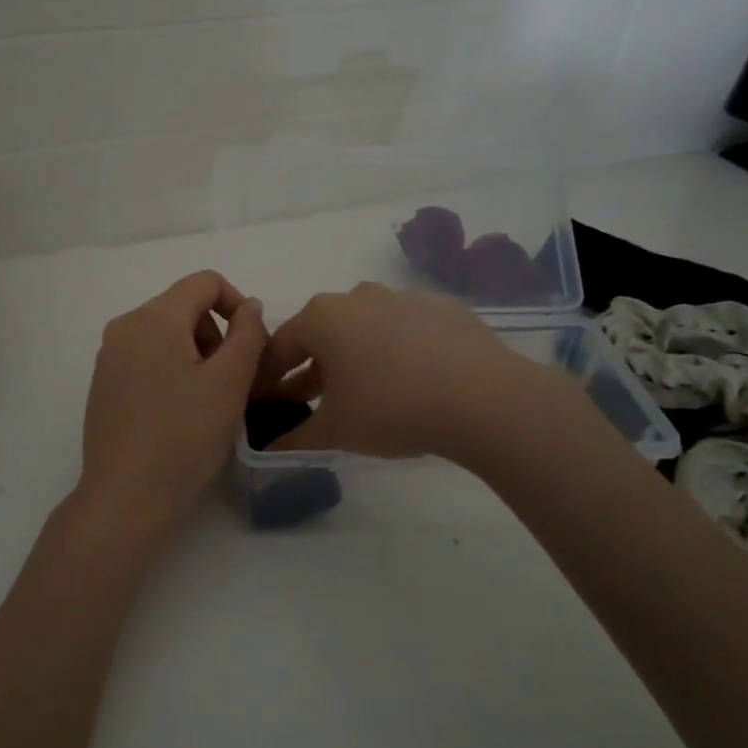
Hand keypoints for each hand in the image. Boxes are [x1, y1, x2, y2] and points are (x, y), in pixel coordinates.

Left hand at [75, 271, 267, 538]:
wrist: (126, 496)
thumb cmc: (184, 435)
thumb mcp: (230, 381)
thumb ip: (248, 333)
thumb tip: (248, 306)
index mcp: (153, 317)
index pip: (205, 282)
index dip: (237, 304)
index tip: (251, 346)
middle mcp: (124, 327)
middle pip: (183, 306)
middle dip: (215, 333)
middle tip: (232, 380)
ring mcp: (108, 357)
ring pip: (165, 334)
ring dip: (196, 355)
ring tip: (208, 400)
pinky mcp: (103, 385)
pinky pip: (145, 358)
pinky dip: (170, 371)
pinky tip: (179, 413)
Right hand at [255, 281, 569, 462]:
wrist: (482, 397)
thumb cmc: (390, 408)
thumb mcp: (335, 432)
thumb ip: (295, 439)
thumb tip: (268, 451)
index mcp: (321, 317)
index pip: (279, 347)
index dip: (267, 378)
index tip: (265, 403)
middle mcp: (357, 296)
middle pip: (322, 334)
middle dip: (310, 369)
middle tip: (309, 403)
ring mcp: (403, 297)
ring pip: (364, 329)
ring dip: (354, 358)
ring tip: (362, 394)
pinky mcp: (442, 308)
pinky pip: (406, 330)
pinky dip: (397, 352)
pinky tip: (411, 382)